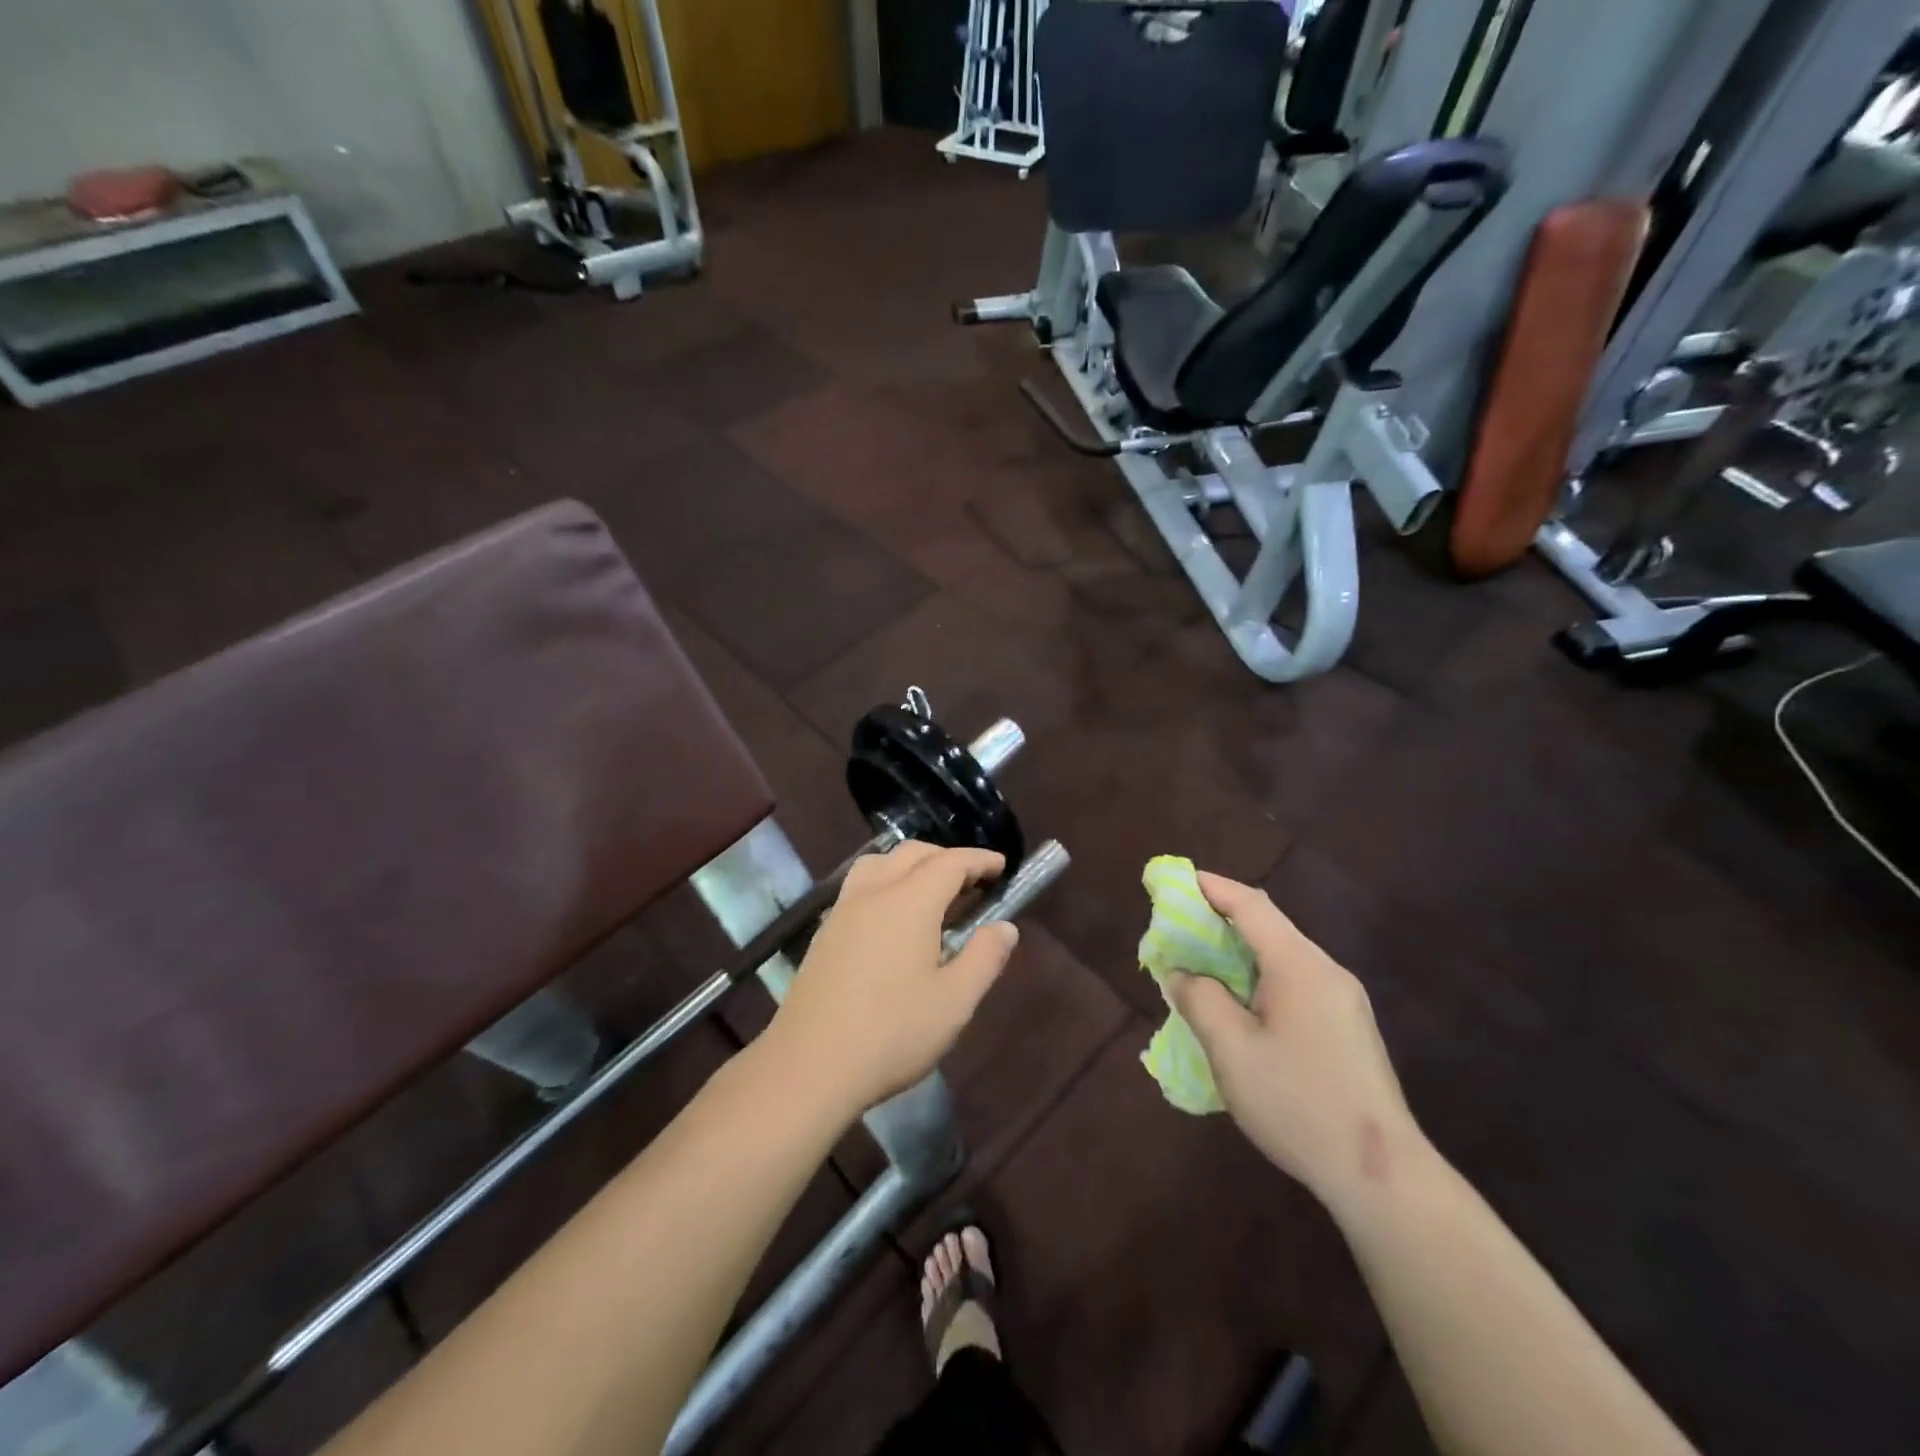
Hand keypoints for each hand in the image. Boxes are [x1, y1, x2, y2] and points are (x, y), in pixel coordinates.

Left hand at [767, 841, 1018, 1118]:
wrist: (809, 1066)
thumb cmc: (891, 1034)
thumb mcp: (954, 1002)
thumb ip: (984, 958)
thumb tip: (1005, 927)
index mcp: (910, 902)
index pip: (950, 863)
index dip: (979, 860)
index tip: (1001, 865)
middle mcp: (874, 893)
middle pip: (913, 853)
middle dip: (947, 857)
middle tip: (973, 881)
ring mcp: (843, 909)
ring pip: (880, 862)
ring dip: (911, 863)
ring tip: (932, 891)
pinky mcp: (825, 931)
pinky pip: (861, 883)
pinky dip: (887, 879)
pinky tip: (893, 917)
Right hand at [1166, 873, 1420, 1208]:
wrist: (1381, 1175)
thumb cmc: (1298, 1102)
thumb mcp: (1231, 1050)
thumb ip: (1200, 1000)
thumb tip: (1181, 974)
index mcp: (1300, 966)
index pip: (1252, 906)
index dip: (1212, 888)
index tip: (1177, 881)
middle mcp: (1327, 972)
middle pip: (1269, 928)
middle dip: (1221, 922)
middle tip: (1179, 932)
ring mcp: (1344, 1002)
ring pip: (1282, 958)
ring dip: (1239, 955)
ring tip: (1202, 970)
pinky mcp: (1349, 1029)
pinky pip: (1296, 985)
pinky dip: (1259, 980)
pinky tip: (1241, 1010)